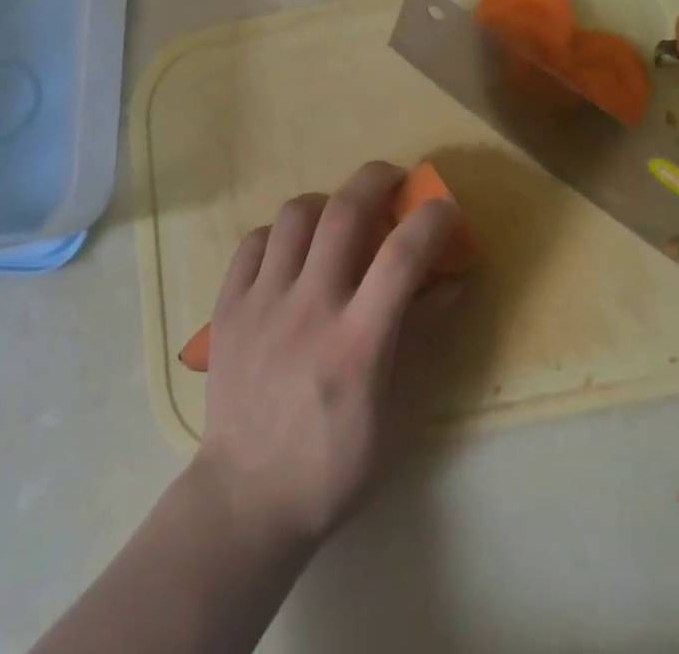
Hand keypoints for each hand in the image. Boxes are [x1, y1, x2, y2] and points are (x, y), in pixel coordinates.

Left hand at [193, 160, 458, 550]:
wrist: (246, 500)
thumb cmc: (333, 466)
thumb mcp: (394, 415)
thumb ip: (419, 339)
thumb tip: (451, 284)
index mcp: (357, 344)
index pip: (402, 257)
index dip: (430, 219)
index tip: (444, 206)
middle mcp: (308, 310)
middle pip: (344, 212)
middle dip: (376, 179)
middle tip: (393, 178)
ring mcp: (261, 303)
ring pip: (294, 215)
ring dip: (326, 203)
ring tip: (337, 217)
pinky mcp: (227, 307)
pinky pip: (253, 241)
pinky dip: (279, 234)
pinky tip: (291, 253)